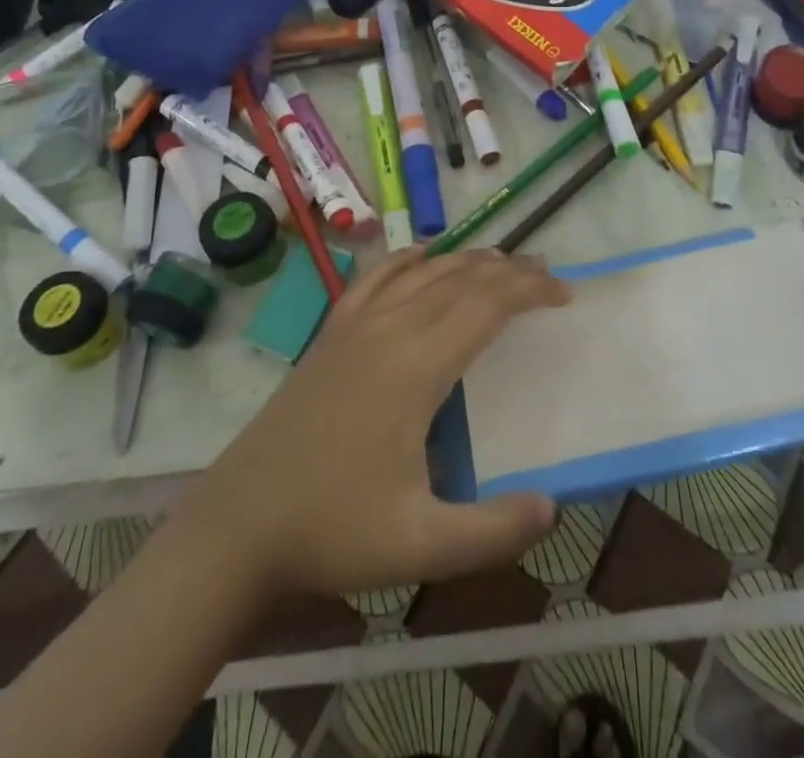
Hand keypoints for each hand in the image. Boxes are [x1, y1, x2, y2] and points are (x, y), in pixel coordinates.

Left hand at [174, 244, 570, 599]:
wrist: (239, 523)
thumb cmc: (331, 531)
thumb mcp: (420, 547)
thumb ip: (492, 531)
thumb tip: (552, 506)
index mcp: (416, 366)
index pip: (486, 305)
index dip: (530, 290)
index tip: (564, 293)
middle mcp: (389, 330)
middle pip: (460, 278)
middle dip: (508, 270)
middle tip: (546, 274)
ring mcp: (354, 326)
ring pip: (422, 272)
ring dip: (467, 260)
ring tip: (501, 262)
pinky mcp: (331, 334)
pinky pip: (376, 278)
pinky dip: (407, 259)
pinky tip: (422, 255)